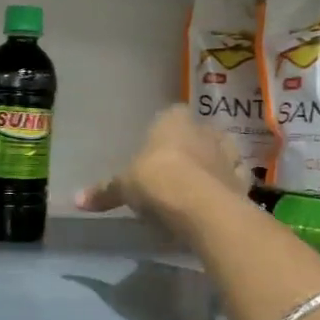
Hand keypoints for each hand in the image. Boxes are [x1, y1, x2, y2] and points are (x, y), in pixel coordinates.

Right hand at [77, 105, 246, 242]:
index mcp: (173, 120)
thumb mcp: (124, 186)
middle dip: (190, 148)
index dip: (164, 131)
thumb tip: (75, 199)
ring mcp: (228, 155)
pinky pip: (233, 182)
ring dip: (211, 167)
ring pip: (220, 155)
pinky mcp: (244, 182)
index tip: (156, 150)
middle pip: (198, 134)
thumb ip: (104, 191)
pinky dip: (225, 190)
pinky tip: (214, 203)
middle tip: (174, 171)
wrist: (200, 205)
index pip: (171, 115)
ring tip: (196, 188)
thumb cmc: (156, 180)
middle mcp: (204, 130)